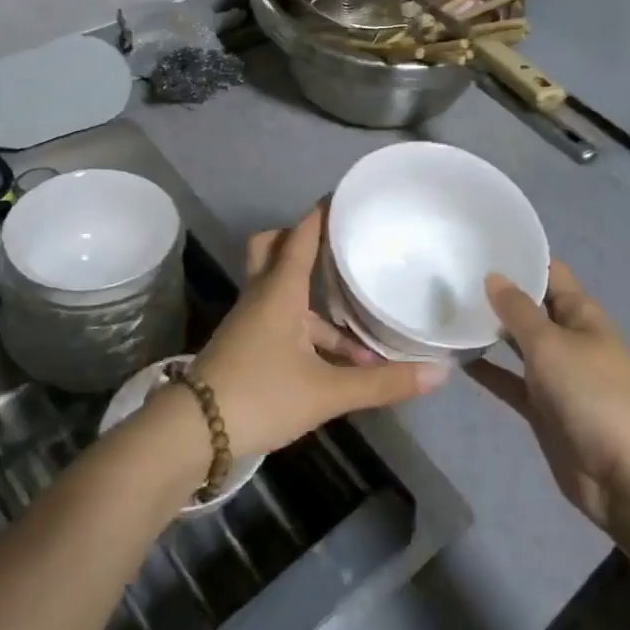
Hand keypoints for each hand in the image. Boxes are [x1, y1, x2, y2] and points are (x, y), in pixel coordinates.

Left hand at [189, 204, 447, 459]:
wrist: (192, 434)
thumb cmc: (260, 395)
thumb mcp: (326, 392)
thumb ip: (381, 383)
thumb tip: (438, 372)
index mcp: (280, 291)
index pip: (301, 236)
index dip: (321, 214)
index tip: (342, 195)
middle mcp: (262, 296)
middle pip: (273, 249)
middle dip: (300, 240)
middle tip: (334, 244)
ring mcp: (249, 322)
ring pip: (282, 293)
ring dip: (317, 305)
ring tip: (362, 334)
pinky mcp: (245, 346)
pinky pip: (280, 322)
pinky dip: (307, 332)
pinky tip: (337, 366)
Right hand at [468, 261, 629, 529]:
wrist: (626, 476)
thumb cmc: (595, 395)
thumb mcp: (553, 345)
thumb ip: (520, 311)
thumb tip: (494, 276)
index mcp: (581, 314)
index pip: (550, 272)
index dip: (521, 255)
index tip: (479, 240)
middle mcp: (567, 337)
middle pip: (529, 306)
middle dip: (496, 292)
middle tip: (448, 272)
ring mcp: (554, 374)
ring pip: (515, 343)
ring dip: (487, 329)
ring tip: (444, 309)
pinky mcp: (540, 407)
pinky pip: (508, 380)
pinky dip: (485, 369)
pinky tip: (454, 357)